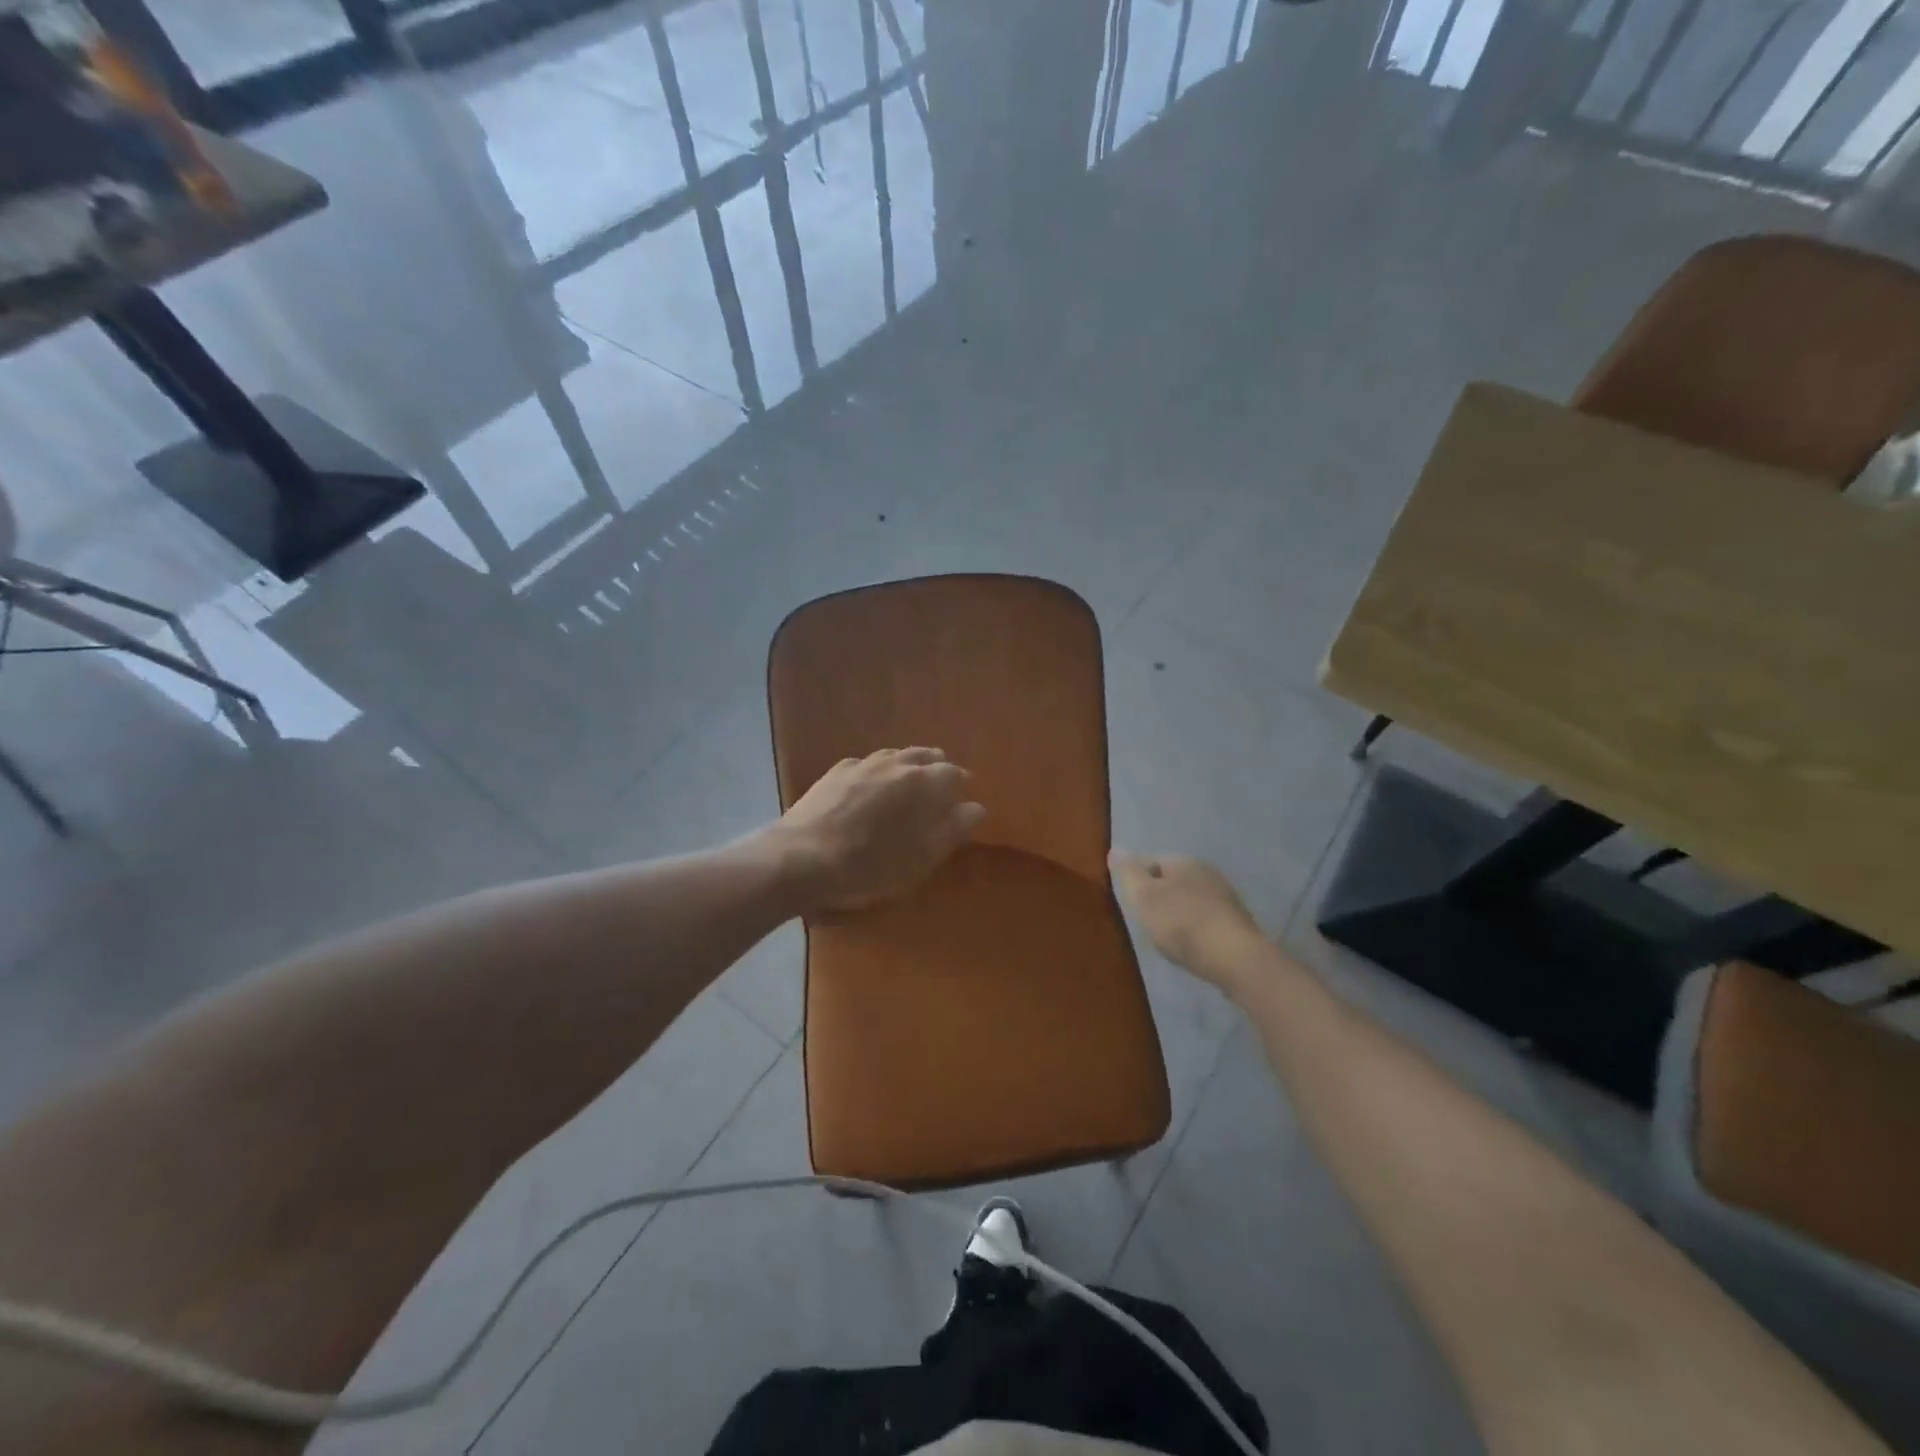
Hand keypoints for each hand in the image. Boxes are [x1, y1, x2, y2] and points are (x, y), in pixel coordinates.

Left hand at [769, 748, 985, 911]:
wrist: (800, 858)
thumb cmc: (869, 864)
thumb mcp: (921, 856)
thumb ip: (953, 828)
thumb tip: (975, 807)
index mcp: (922, 782)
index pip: (954, 773)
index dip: (960, 788)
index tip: (959, 806)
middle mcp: (895, 762)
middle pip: (926, 756)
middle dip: (936, 771)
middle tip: (935, 796)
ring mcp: (863, 763)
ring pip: (896, 756)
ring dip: (907, 768)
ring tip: (905, 790)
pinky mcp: (835, 771)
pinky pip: (867, 765)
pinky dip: (877, 773)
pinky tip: (869, 790)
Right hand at [1110, 851, 1266, 991]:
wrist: (1235, 958)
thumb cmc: (1181, 923)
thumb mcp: (1144, 897)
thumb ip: (1128, 873)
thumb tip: (1115, 849)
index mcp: (1183, 861)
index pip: (1150, 860)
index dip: (1136, 879)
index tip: (1129, 902)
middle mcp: (1207, 871)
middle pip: (1172, 879)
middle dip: (1158, 895)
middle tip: (1145, 919)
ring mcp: (1226, 896)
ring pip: (1191, 898)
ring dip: (1178, 912)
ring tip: (1166, 935)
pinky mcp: (1237, 922)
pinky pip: (1206, 918)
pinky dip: (1195, 926)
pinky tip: (1190, 944)